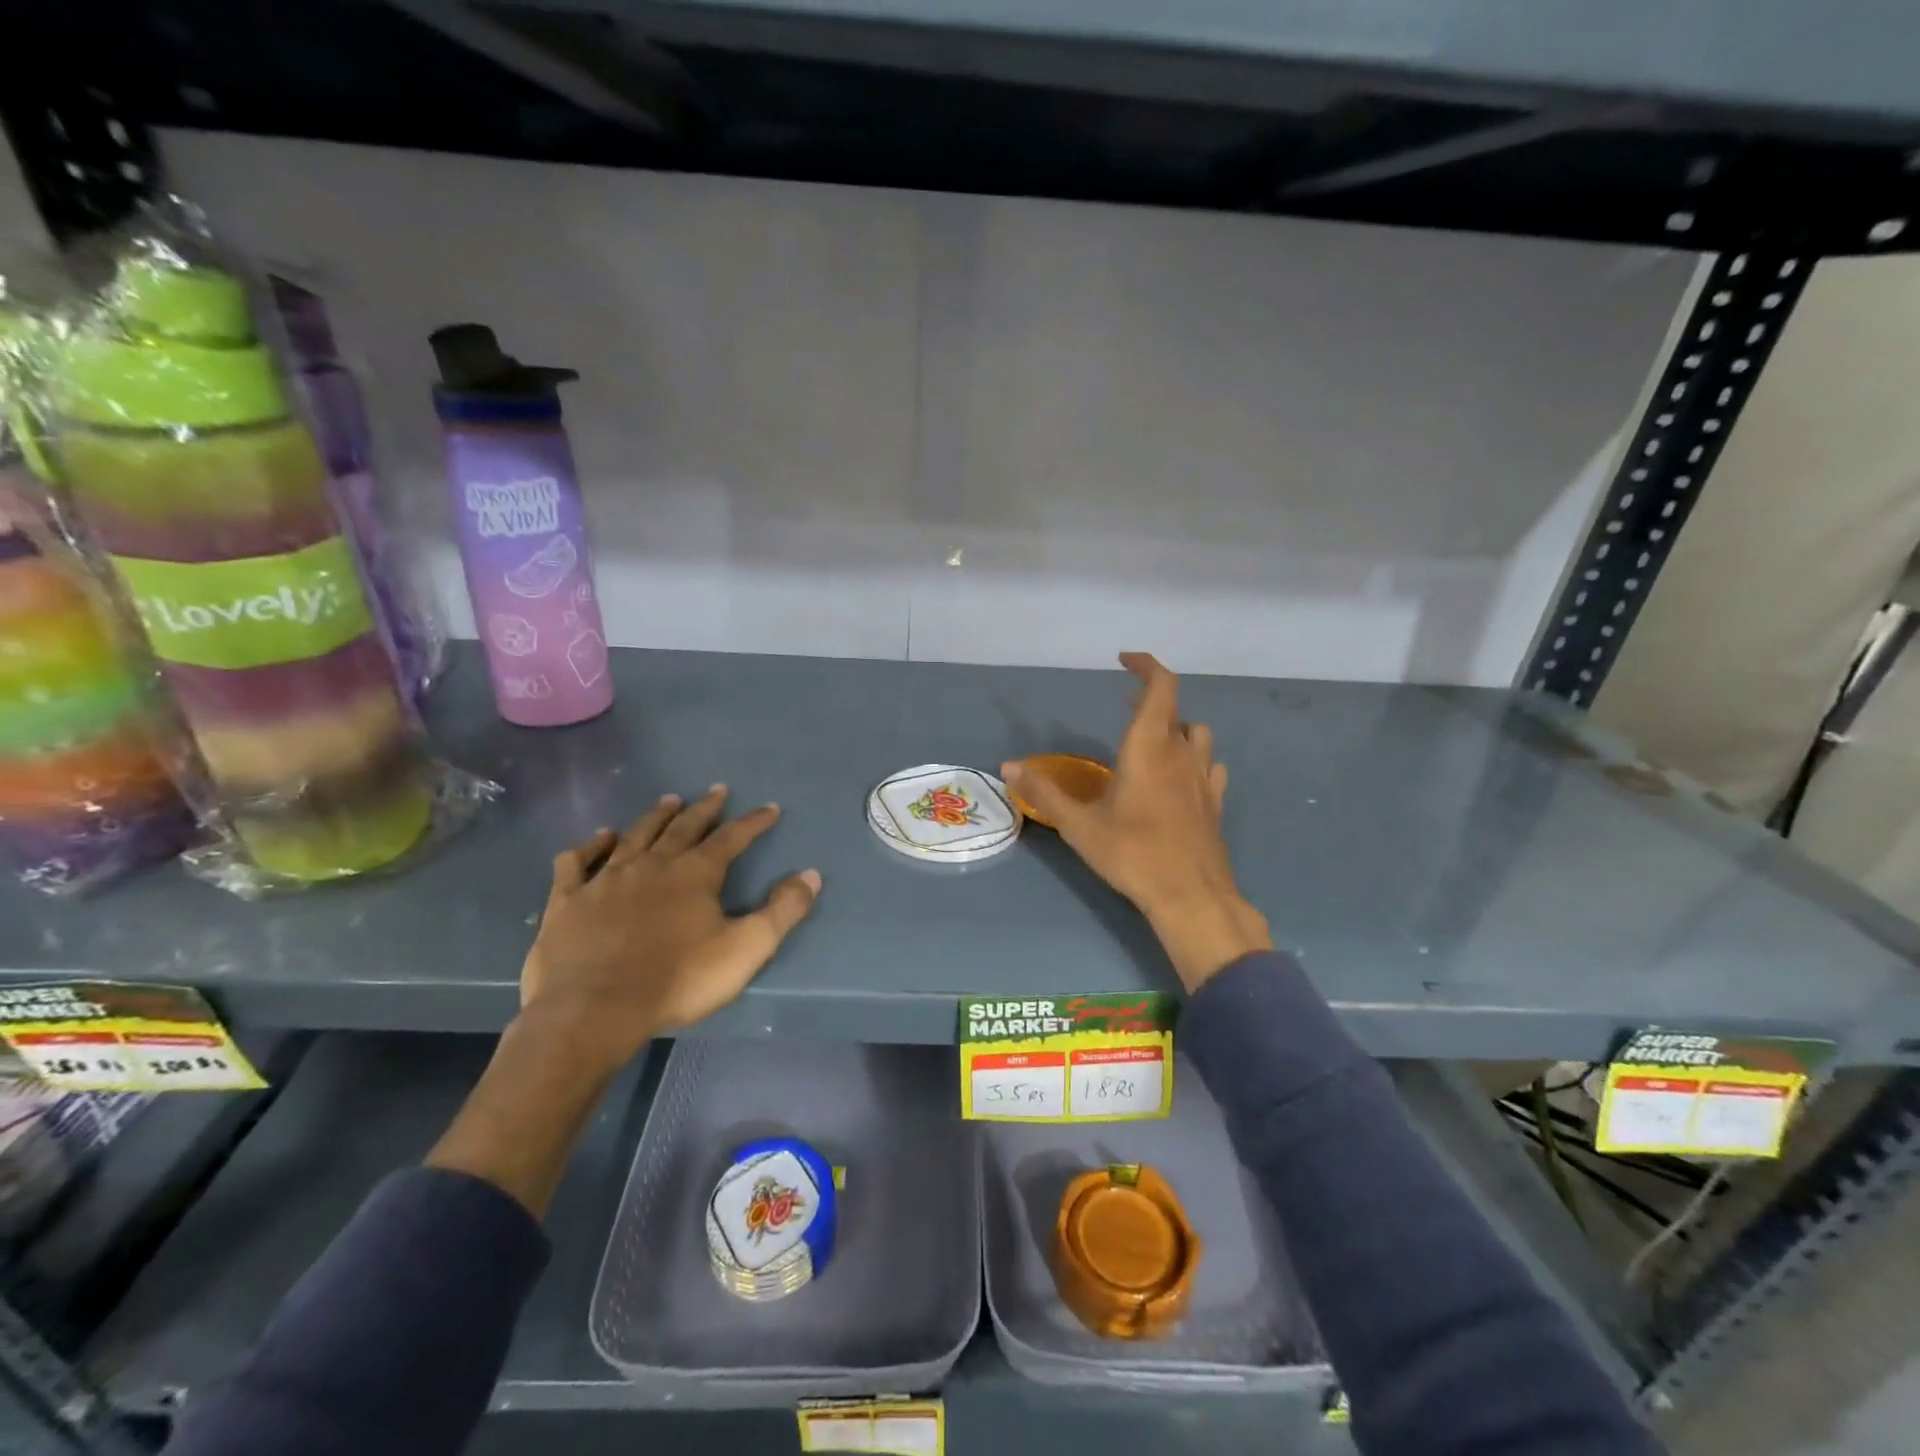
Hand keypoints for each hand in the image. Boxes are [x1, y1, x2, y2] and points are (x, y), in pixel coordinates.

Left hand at [519, 786, 821, 1075]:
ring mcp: (606, 879)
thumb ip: (782, 910)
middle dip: (705, 809)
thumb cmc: (677, 980)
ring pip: (635, 836)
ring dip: (655, 817)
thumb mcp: (746, 948)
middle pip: (683, 827)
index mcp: (695, 874)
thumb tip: (811, 875)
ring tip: (669, 800)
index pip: (732, 838)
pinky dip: (589, 846)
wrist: (593, 1010)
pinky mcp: (568, 900)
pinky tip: (598, 838)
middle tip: (717, 791)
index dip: (754, 822)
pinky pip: (577, 862)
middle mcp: (652, 865)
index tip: (770, 808)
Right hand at [1004, 652, 1269, 991]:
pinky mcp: (1214, 803)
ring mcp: (1203, 778)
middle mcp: (1181, 754)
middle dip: (1150, 698)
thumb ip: (1043, 793)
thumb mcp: (1079, 825)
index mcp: (1149, 747)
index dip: (1146, 666)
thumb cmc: (1133, 854)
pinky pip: (1209, 766)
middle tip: (1125, 704)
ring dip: (1175, 727)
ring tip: (1152, 739)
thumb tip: (1008, 766)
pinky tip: (1180, 776)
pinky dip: (1193, 758)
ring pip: (1196, 735)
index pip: (1161, 686)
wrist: (1191, 896)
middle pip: (1174, 709)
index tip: (1124, 661)